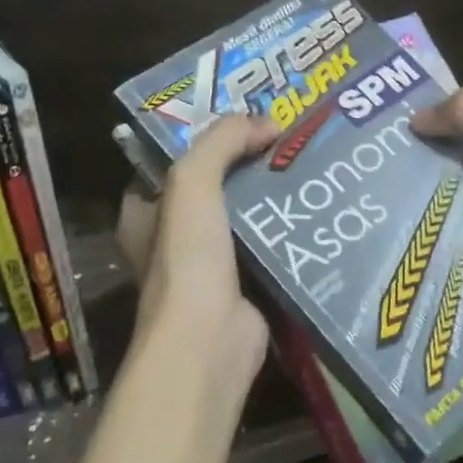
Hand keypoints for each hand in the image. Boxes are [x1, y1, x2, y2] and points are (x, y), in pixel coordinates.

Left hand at [116, 113, 280, 406]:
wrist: (209, 341)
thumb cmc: (188, 258)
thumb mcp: (192, 181)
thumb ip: (222, 140)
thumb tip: (267, 121)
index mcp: (144, 214)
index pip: (170, 165)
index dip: (203, 141)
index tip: (243, 122)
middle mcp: (171, 240)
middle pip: (212, 189)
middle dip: (245, 167)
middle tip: (285, 140)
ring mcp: (207, 267)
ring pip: (242, 218)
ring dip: (270, 198)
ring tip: (308, 166)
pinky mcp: (244, 288)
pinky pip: (267, 249)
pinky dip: (286, 233)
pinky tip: (317, 211)